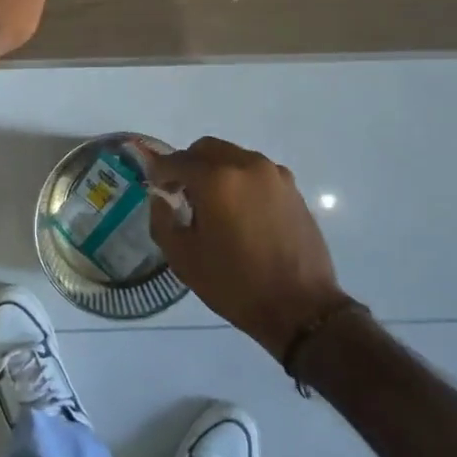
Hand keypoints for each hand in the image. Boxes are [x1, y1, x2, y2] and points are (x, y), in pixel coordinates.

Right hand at [137, 137, 357, 358]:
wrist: (301, 308)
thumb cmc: (236, 284)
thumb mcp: (184, 258)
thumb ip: (162, 219)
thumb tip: (160, 197)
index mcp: (217, 179)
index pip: (178, 160)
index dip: (160, 171)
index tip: (155, 186)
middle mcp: (247, 164)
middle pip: (207, 149)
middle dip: (189, 165)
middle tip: (182, 193)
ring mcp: (274, 174)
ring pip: (234, 157)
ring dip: (216, 171)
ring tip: (214, 206)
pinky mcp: (292, 187)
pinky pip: (256, 172)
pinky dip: (241, 181)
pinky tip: (241, 213)